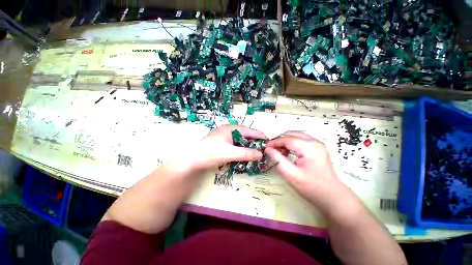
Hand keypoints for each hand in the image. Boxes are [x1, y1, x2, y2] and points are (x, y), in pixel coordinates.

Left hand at [177, 125, 266, 171]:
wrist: (192, 160)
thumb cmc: (211, 153)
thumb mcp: (231, 154)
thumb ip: (247, 154)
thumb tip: (261, 154)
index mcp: (231, 128)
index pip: (251, 131)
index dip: (261, 137)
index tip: (271, 143)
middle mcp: (228, 131)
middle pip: (246, 136)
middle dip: (255, 143)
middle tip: (265, 151)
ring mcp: (223, 138)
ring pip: (240, 142)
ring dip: (248, 148)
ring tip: (257, 155)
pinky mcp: (220, 145)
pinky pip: (235, 146)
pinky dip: (241, 151)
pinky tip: (244, 157)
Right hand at [265, 131, 351, 213]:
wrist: (331, 195)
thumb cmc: (311, 187)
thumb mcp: (292, 176)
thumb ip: (279, 161)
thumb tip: (269, 150)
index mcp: (309, 147)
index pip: (289, 139)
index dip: (275, 142)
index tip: (264, 148)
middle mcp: (315, 142)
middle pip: (294, 134)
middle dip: (281, 140)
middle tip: (271, 150)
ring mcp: (319, 145)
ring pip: (300, 136)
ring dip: (288, 141)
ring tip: (279, 153)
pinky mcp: (320, 150)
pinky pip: (305, 142)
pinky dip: (295, 144)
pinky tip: (290, 154)